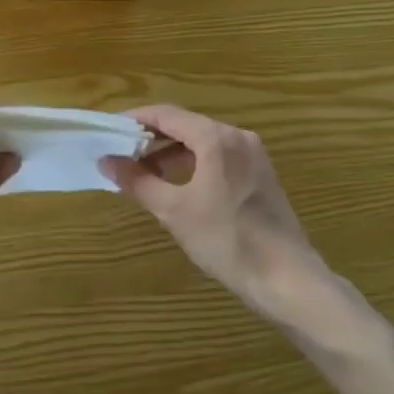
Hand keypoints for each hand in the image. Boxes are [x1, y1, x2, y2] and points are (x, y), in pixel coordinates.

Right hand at [100, 104, 327, 322]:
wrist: (287, 279)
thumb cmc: (227, 240)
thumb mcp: (174, 211)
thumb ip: (138, 181)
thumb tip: (106, 161)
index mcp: (216, 138)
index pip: (166, 114)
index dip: (135, 119)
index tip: (109, 130)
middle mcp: (237, 137)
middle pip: (185, 125)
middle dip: (151, 138)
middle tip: (121, 154)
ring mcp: (253, 155)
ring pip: (202, 142)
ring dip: (171, 153)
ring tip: (143, 173)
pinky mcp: (261, 175)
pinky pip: (219, 157)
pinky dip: (193, 163)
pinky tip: (177, 185)